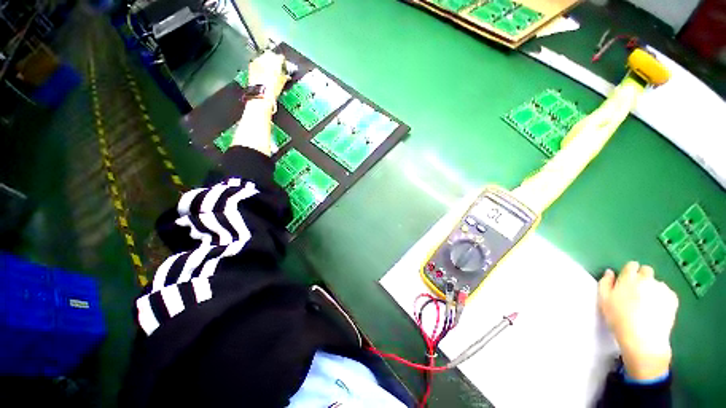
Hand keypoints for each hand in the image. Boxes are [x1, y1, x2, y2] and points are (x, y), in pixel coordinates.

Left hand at [247, 51, 288, 107]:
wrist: (260, 95)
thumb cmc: (272, 89)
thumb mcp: (282, 83)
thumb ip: (285, 76)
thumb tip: (286, 75)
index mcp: (275, 60)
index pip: (281, 57)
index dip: (284, 63)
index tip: (285, 67)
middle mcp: (265, 57)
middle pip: (271, 55)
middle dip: (274, 60)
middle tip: (277, 68)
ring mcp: (257, 61)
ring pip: (264, 58)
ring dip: (267, 63)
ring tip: (270, 72)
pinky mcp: (251, 65)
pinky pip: (258, 63)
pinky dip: (261, 66)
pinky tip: (263, 74)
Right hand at [598, 261, 678, 380]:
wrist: (643, 339)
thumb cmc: (619, 318)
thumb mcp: (604, 300)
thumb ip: (605, 283)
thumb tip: (610, 272)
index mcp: (628, 278)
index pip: (631, 265)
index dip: (629, 272)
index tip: (626, 282)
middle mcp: (646, 279)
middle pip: (646, 270)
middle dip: (643, 278)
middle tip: (637, 292)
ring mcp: (662, 288)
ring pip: (657, 283)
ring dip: (653, 288)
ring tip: (648, 303)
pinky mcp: (673, 298)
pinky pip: (667, 293)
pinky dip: (662, 297)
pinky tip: (657, 309)